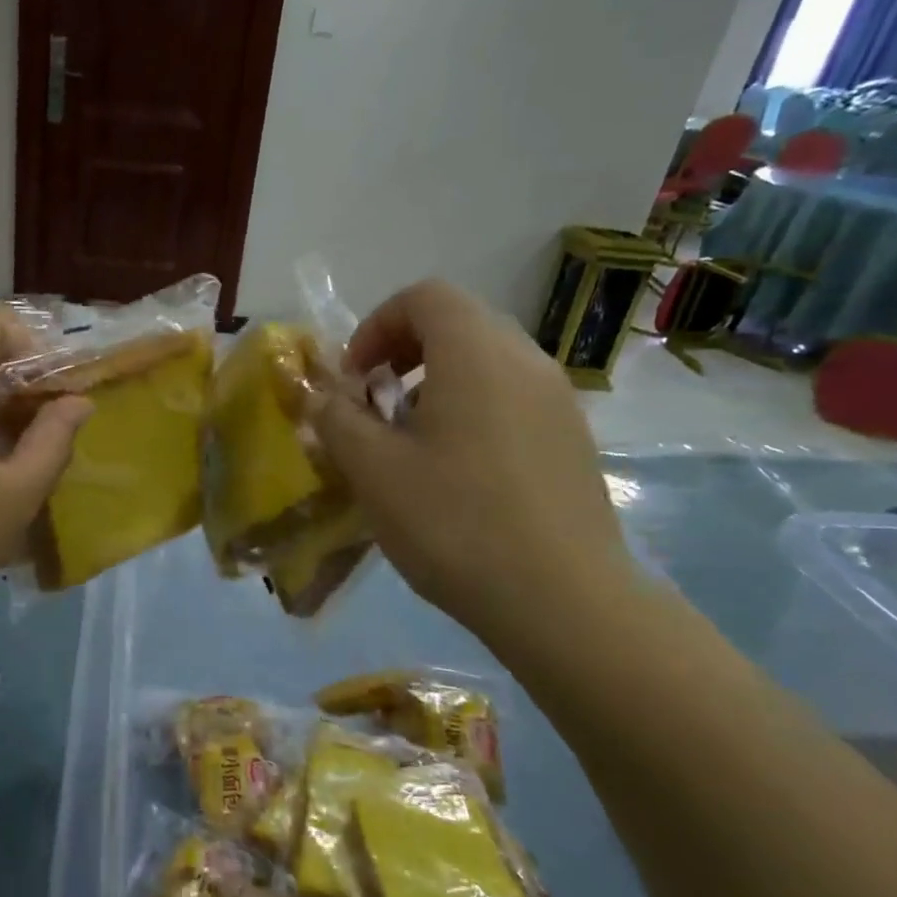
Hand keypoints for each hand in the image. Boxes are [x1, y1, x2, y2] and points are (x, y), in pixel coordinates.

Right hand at [312, 280, 636, 643]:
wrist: (562, 600)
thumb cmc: (454, 522)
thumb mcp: (372, 469)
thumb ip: (337, 419)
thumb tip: (323, 398)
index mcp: (476, 354)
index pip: (424, 297)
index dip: (377, 326)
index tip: (355, 379)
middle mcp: (526, 361)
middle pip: (457, 324)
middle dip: (403, 354)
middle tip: (375, 406)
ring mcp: (558, 400)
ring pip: (486, 363)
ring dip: (436, 383)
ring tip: (410, 442)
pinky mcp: (572, 439)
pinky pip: (511, 398)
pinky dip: (471, 410)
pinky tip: (455, 472)